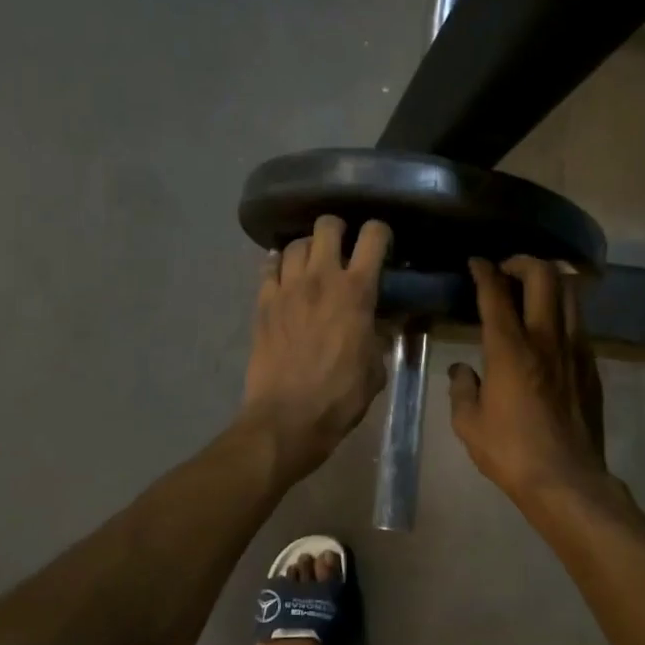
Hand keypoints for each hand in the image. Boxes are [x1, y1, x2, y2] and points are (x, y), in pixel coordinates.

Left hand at [241, 216, 392, 481]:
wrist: (287, 418)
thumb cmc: (340, 397)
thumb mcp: (375, 368)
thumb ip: (377, 338)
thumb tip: (377, 326)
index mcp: (356, 291)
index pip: (372, 237)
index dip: (380, 232)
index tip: (382, 243)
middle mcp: (321, 278)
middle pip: (326, 226)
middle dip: (338, 229)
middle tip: (342, 247)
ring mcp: (287, 288)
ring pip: (295, 244)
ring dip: (307, 248)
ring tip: (312, 263)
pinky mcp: (262, 303)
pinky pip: (269, 268)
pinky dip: (279, 266)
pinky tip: (285, 276)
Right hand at [449, 256, 609, 508]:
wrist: (566, 480)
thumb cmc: (510, 452)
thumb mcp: (468, 424)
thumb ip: (461, 389)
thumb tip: (461, 371)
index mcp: (509, 349)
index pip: (496, 294)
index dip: (484, 271)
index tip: (475, 262)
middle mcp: (546, 339)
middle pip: (545, 276)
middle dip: (523, 262)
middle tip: (507, 271)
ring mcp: (574, 350)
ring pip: (570, 293)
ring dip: (550, 281)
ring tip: (532, 290)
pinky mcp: (591, 367)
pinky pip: (579, 323)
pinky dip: (562, 312)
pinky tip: (548, 330)